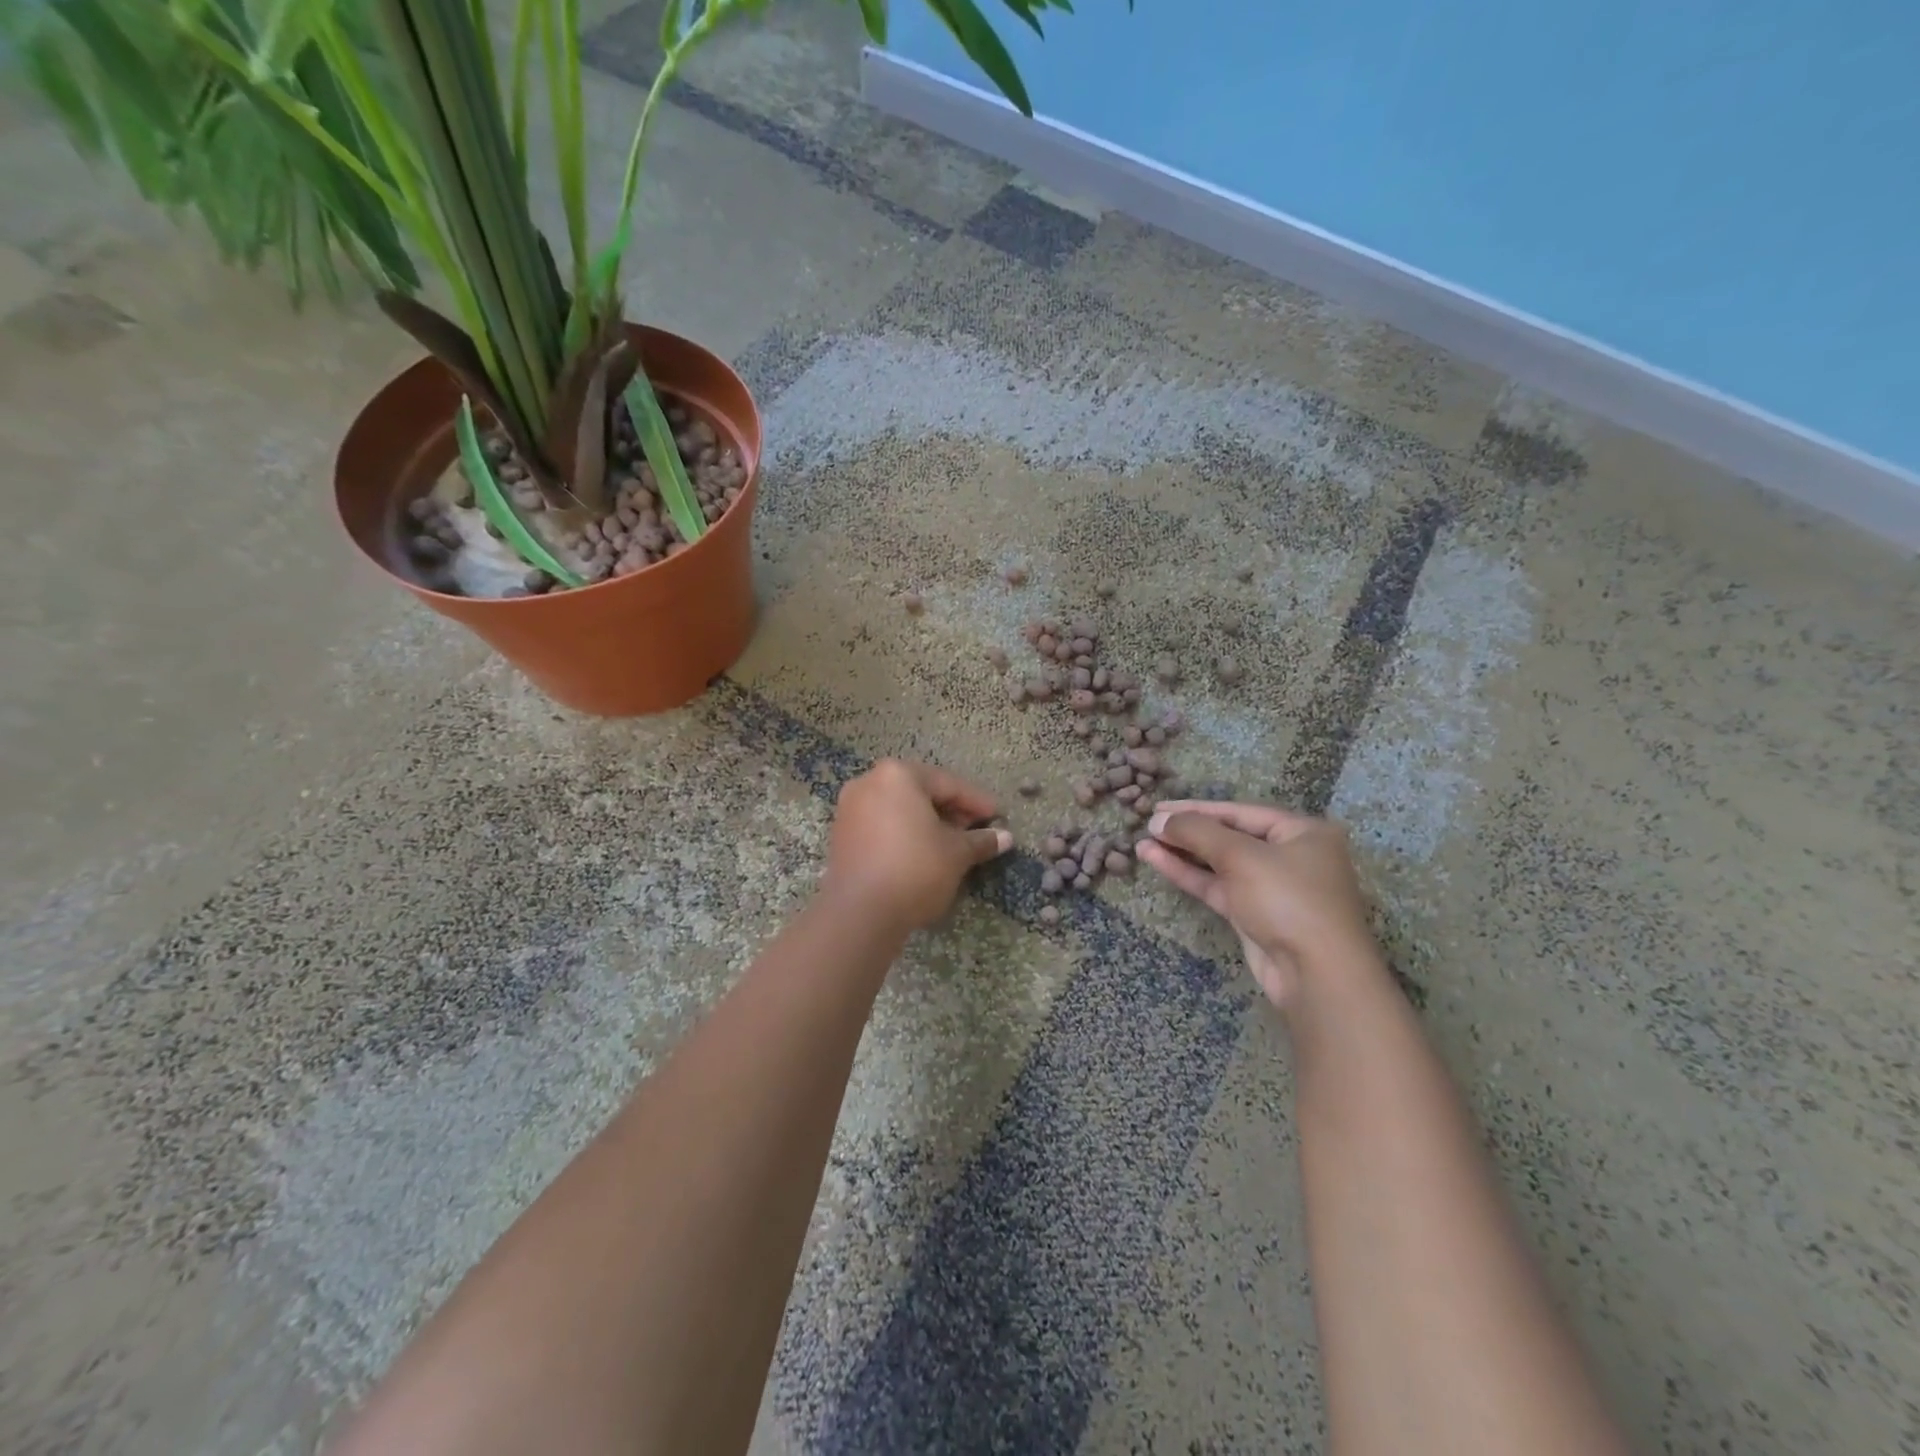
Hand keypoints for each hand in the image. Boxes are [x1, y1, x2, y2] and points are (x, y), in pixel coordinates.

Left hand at [823, 760, 1012, 931]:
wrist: (860, 913)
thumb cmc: (916, 869)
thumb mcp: (957, 853)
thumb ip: (981, 840)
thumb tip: (1005, 837)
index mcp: (898, 775)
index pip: (948, 784)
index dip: (977, 802)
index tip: (999, 817)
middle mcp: (869, 782)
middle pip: (921, 792)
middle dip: (951, 811)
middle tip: (977, 830)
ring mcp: (850, 808)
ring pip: (900, 809)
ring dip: (929, 823)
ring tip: (954, 844)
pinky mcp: (842, 835)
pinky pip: (883, 825)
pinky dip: (906, 833)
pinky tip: (925, 853)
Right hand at [1138, 801, 1375, 1009]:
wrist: (1315, 974)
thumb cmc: (1287, 899)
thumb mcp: (1240, 856)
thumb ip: (1198, 831)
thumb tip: (1159, 819)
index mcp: (1302, 831)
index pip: (1240, 811)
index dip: (1196, 808)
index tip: (1158, 806)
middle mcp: (1289, 855)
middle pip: (1229, 836)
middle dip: (1187, 831)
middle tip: (1148, 825)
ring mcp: (1271, 887)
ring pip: (1219, 863)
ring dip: (1182, 853)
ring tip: (1142, 844)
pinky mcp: (1254, 914)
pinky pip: (1218, 886)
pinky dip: (1189, 874)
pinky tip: (1157, 862)